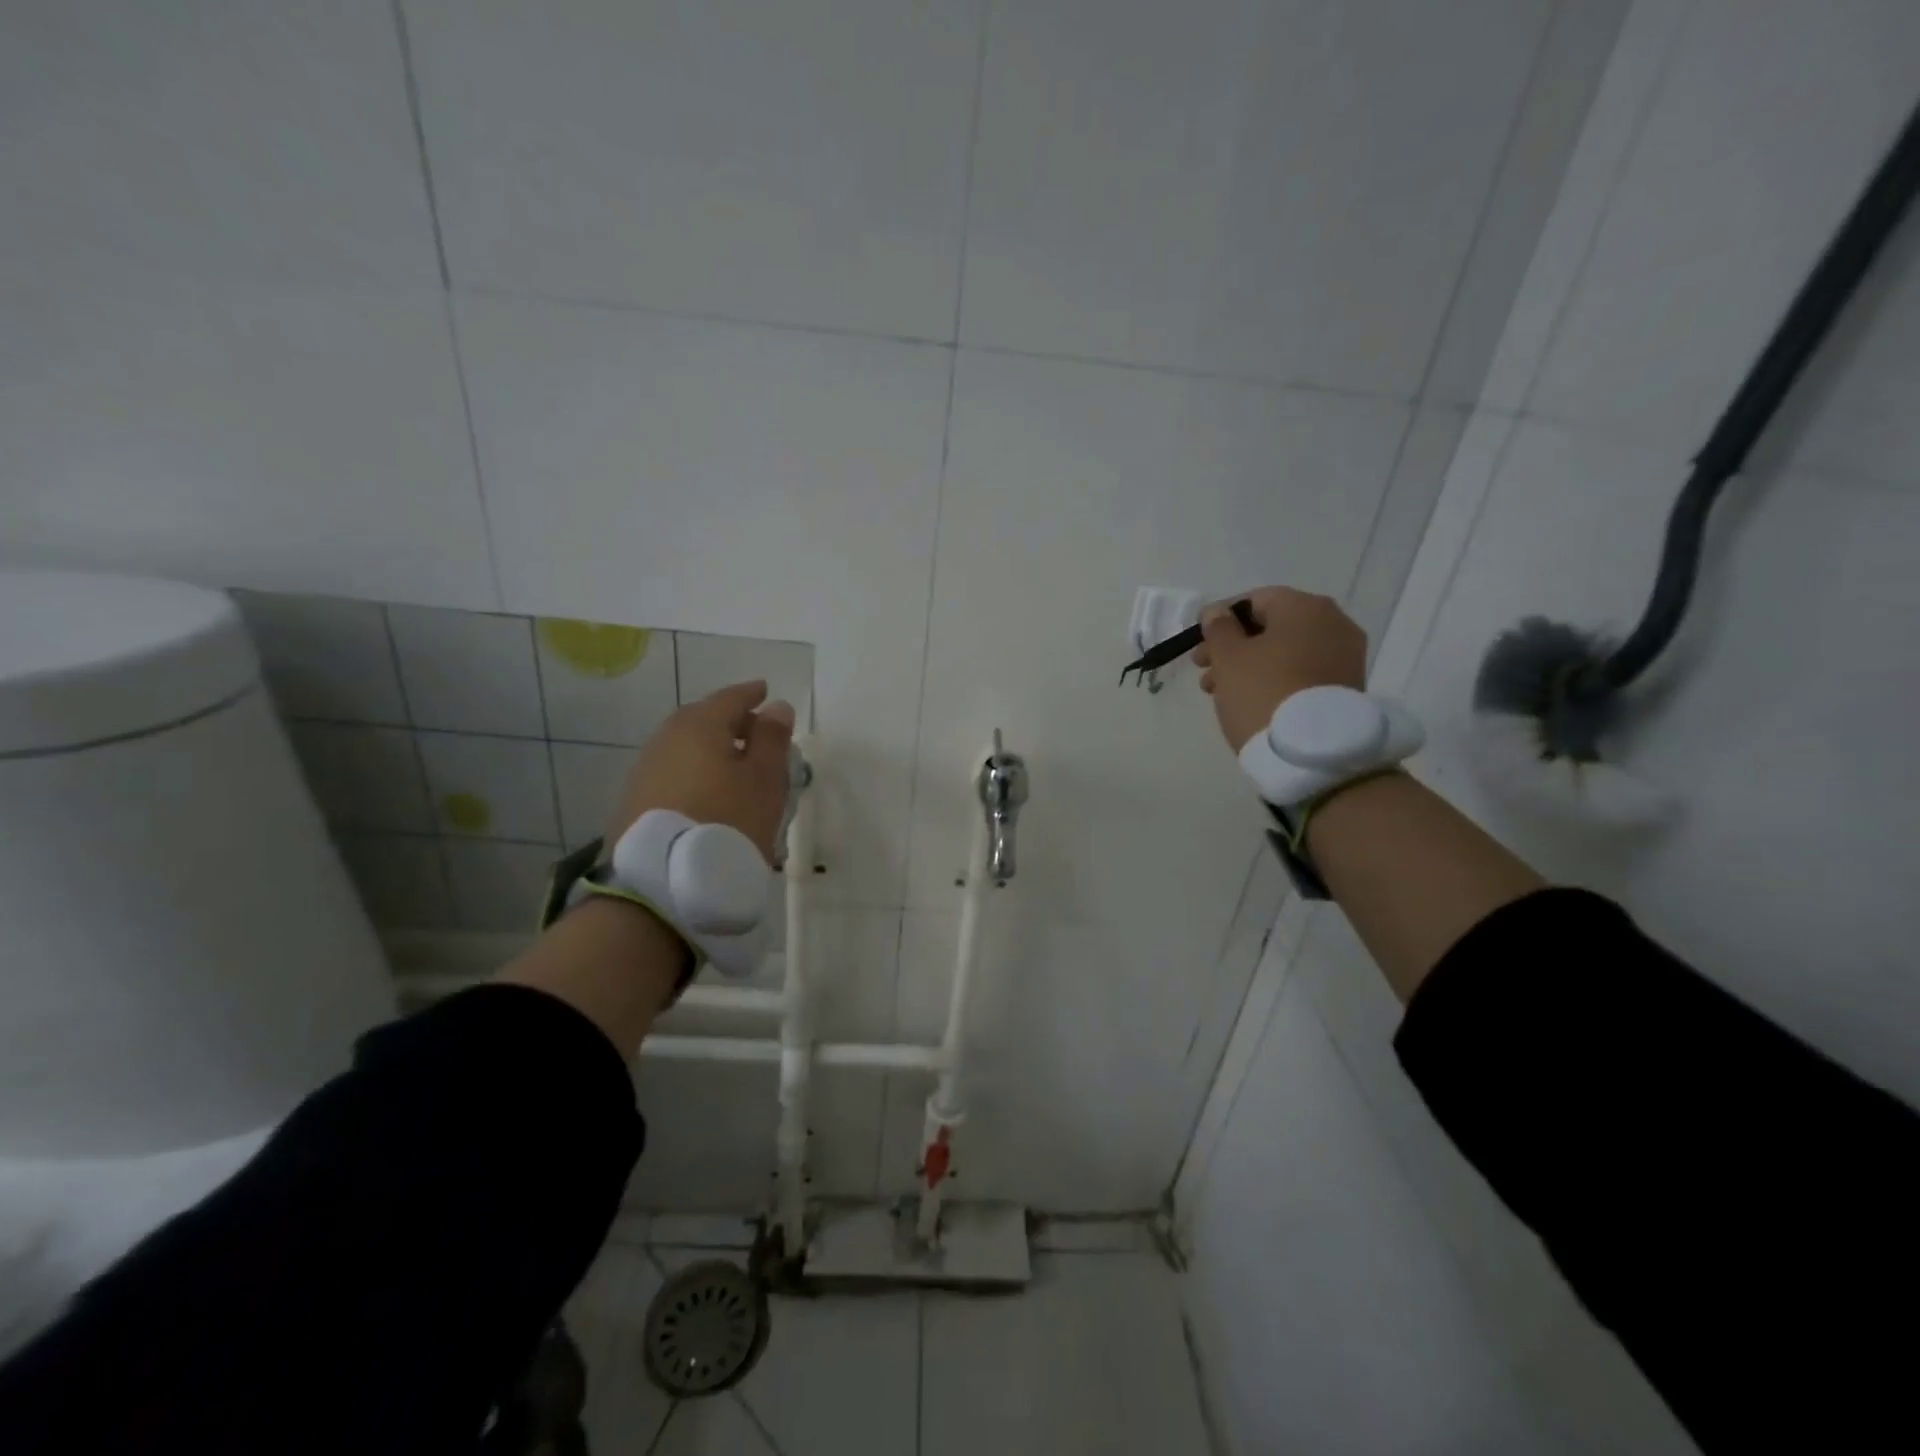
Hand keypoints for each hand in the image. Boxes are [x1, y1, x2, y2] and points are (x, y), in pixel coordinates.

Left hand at [606, 680, 796, 861]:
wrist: (661, 884)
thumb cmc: (727, 821)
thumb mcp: (764, 780)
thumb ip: (772, 740)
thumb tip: (776, 706)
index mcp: (698, 726)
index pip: (729, 698)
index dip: (751, 695)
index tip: (765, 691)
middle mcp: (665, 740)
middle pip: (703, 721)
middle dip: (730, 722)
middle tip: (755, 732)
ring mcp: (645, 772)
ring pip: (686, 749)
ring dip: (712, 751)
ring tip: (736, 767)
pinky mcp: (635, 803)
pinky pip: (674, 774)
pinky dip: (696, 773)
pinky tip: (709, 793)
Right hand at [1192, 587, 1366, 750]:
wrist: (1313, 753)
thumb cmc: (1263, 693)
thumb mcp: (1229, 658)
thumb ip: (1219, 629)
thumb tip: (1218, 612)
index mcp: (1305, 607)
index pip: (1255, 600)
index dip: (1222, 619)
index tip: (1201, 644)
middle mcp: (1333, 623)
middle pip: (1272, 627)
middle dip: (1234, 647)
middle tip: (1205, 671)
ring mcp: (1345, 656)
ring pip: (1285, 652)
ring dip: (1251, 666)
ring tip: (1220, 692)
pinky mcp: (1346, 687)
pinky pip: (1302, 672)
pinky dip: (1276, 679)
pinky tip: (1251, 701)